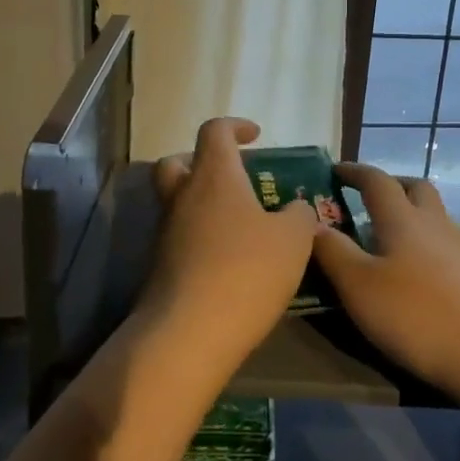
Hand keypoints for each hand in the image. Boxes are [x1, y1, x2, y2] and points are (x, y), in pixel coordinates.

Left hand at [146, 117, 317, 373]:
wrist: (189, 334)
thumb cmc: (246, 271)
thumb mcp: (293, 240)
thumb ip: (299, 216)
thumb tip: (296, 208)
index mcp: (214, 177)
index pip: (214, 131)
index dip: (235, 126)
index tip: (255, 136)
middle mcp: (182, 198)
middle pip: (177, 162)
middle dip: (202, 161)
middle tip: (232, 176)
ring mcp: (165, 234)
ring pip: (177, 202)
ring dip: (202, 203)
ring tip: (240, 225)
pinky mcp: (160, 268)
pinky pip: (180, 238)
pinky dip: (200, 238)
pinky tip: (229, 260)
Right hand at [312, 163, 459, 396]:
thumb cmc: (416, 313)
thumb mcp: (359, 286)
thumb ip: (333, 252)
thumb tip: (310, 223)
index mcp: (402, 219)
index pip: (376, 181)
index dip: (355, 172)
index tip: (335, 169)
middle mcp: (434, 223)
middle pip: (416, 188)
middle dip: (391, 185)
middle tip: (368, 197)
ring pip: (434, 215)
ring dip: (412, 214)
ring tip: (388, 236)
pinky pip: (445, 244)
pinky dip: (426, 244)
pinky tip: (417, 271)